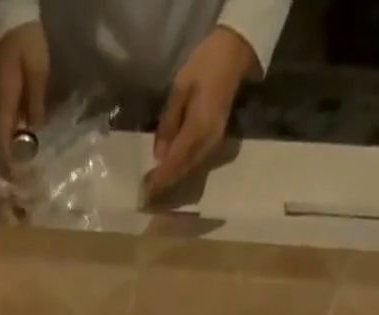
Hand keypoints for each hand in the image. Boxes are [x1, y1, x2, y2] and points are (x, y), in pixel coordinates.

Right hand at [0, 21, 48, 169]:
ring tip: (24, 172)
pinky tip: (24, 148)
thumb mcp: (37, 71)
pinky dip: (13, 139)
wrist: (10, 16)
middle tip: (22, 184)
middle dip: (9, 165)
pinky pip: (5, 125)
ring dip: (11, 154)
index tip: (17, 182)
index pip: (1, 142)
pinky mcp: (0, 98)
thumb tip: (35, 133)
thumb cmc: (25, 42)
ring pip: (1, 136)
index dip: (8, 164)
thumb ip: (36, 103)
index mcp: (3, 103)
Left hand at [146, 27, 257, 203]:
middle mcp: (207, 143)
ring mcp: (213, 144)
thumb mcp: (179, 89)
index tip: (144, 193)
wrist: (234, 54)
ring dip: (172, 180)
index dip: (159, 180)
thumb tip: (158, 156)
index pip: (174, 163)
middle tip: (145, 195)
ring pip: (188, 170)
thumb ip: (168, 123)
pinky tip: (170, 173)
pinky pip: (195, 163)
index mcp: (197, 130)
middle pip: (181, 172)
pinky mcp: (215, 142)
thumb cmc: (204, 65)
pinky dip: (181, 171)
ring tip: (155, 188)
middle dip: (164, 184)